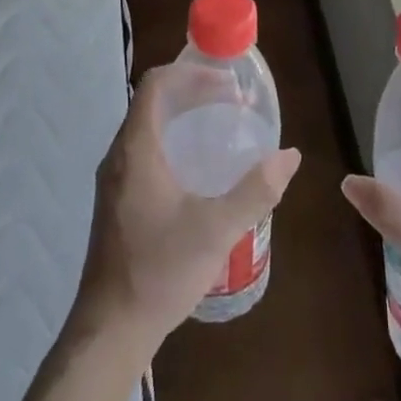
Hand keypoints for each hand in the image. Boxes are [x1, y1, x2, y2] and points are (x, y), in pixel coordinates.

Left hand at [71, 63, 301, 359]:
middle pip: (153, 102)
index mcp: (136, 150)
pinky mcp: (118, 200)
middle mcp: (119, 156)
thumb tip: (289, 155)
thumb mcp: (217, 229)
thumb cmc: (160, 271)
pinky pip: (146, 151)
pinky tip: (200, 170)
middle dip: (192, 92)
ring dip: (183, 117)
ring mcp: (115, 180)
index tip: (227, 82)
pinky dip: (174, 142)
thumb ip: (256, 190)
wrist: (111, 328)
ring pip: (148, 128)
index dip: (191, 73)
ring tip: (221, 127)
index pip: (155, 85)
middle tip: (233, 102)